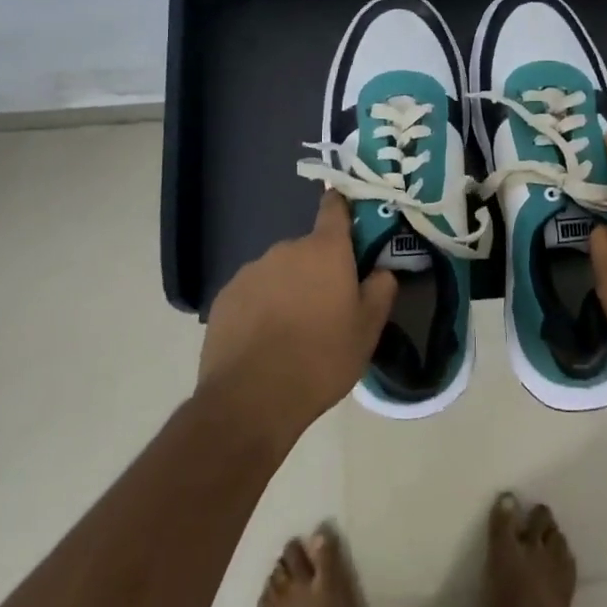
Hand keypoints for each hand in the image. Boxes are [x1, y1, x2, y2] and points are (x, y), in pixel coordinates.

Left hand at [198, 192, 396, 446]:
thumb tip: (382, 269)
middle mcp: (286, 249)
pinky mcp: (225, 296)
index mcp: (325, 250)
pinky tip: (264, 341)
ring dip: (289, 288)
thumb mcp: (368, 330)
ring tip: (293, 330)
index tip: (351, 222)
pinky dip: (261, 307)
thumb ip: (381, 290)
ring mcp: (251, 271)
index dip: (343, 209)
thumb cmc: (321, 359)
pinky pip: (253, 293)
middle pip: (309, 249)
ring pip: (280, 272)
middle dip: (319, 269)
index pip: (335, 207)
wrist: (250, 399)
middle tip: (327, 306)